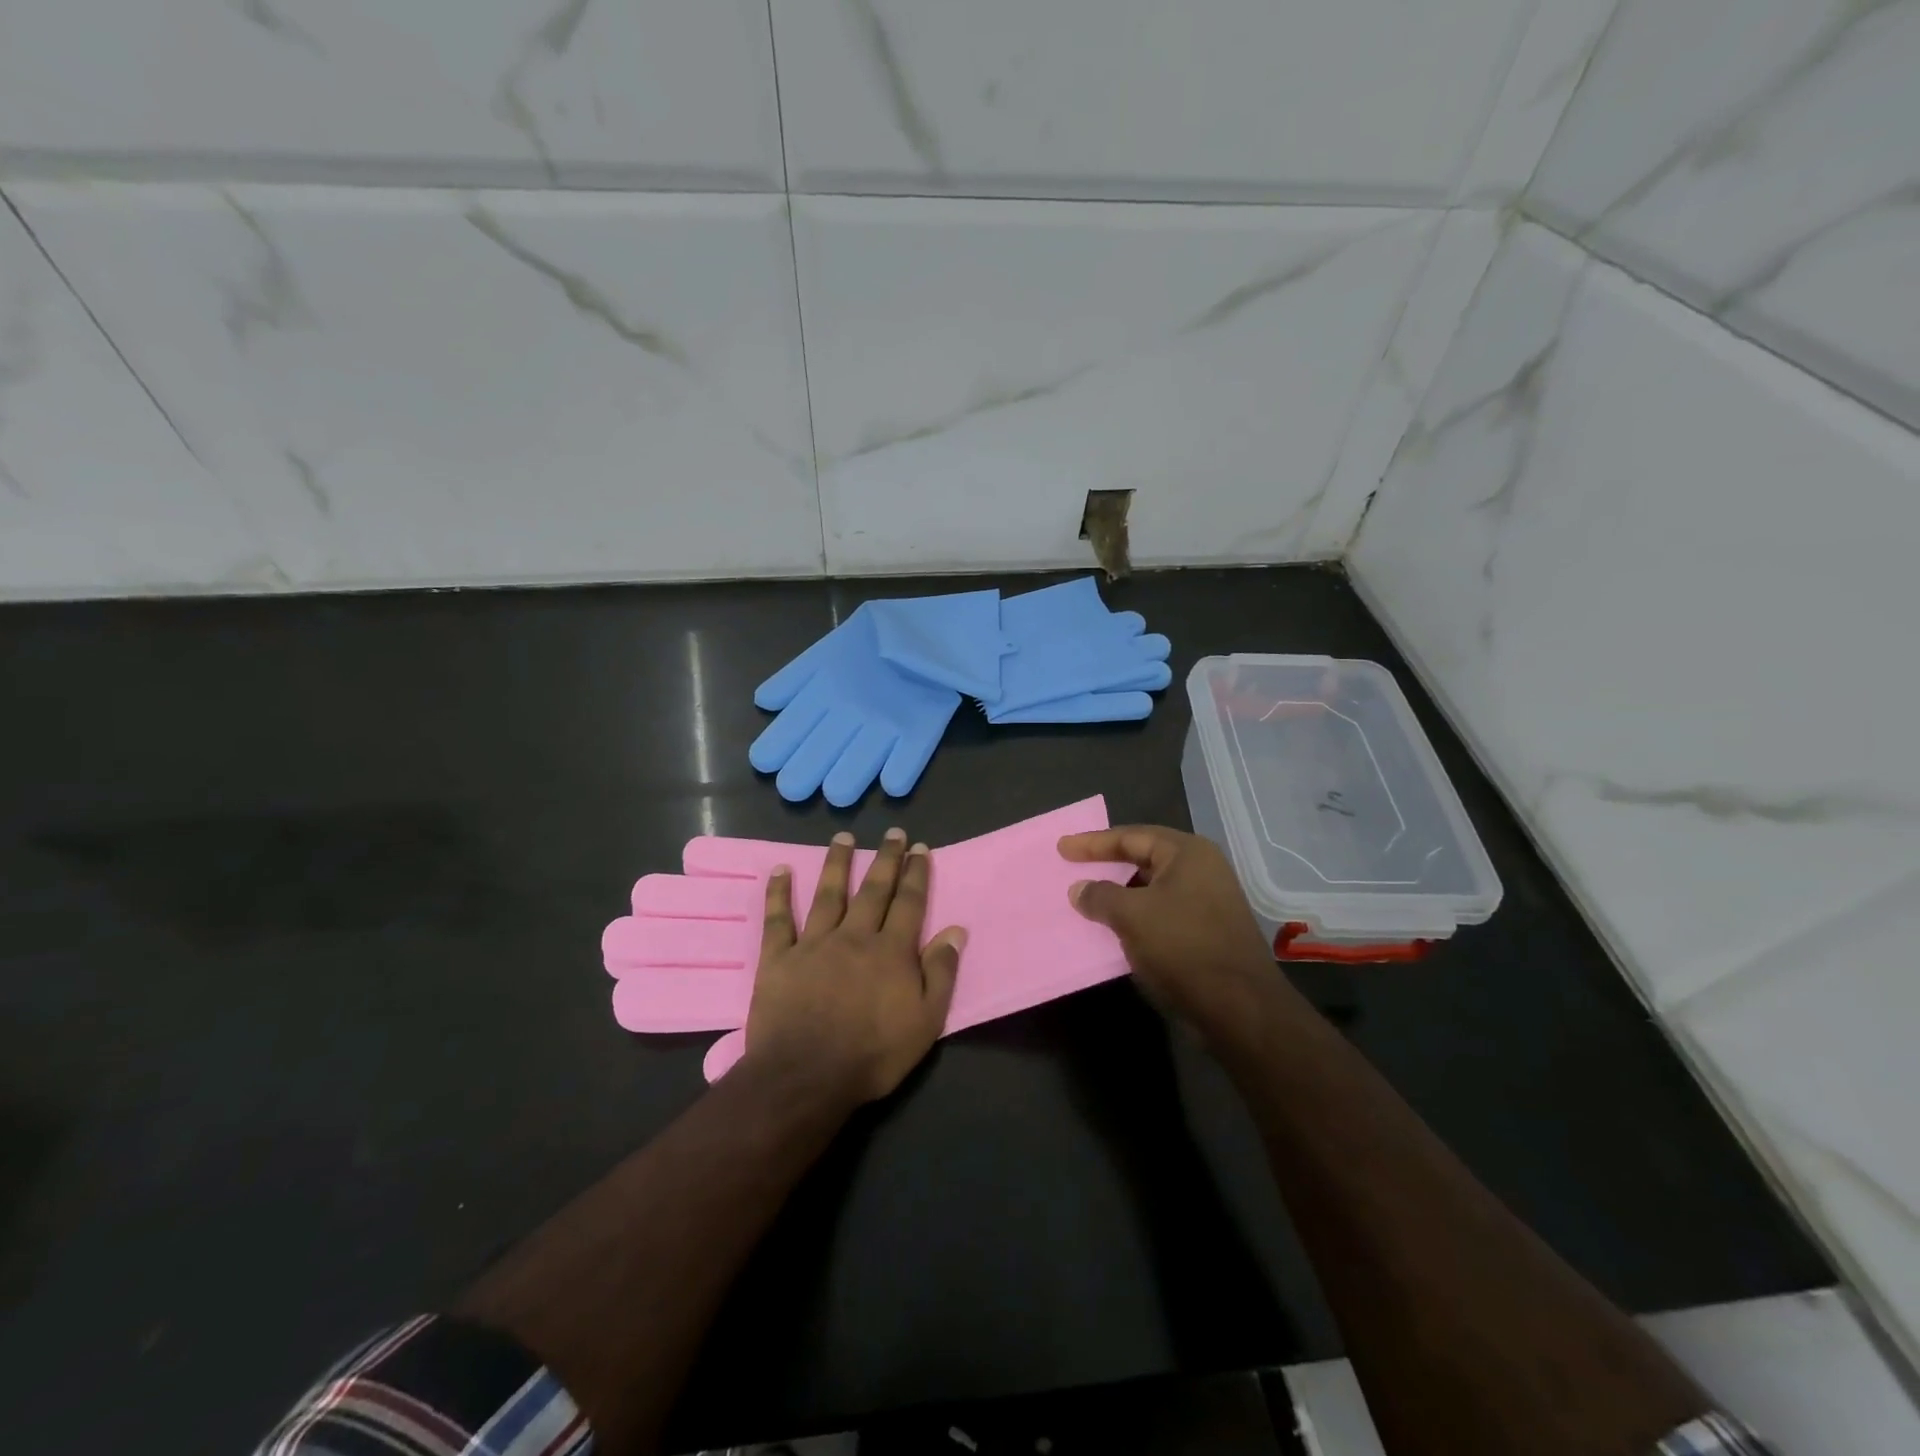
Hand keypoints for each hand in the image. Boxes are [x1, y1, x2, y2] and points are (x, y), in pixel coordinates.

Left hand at [742, 828, 965, 1106]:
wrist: (806, 1077)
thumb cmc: (872, 1055)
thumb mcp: (925, 1022)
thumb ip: (940, 973)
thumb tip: (955, 930)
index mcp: (891, 951)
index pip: (908, 903)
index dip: (916, 873)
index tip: (920, 848)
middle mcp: (854, 936)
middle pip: (873, 890)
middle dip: (885, 859)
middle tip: (893, 834)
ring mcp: (814, 943)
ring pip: (828, 893)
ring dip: (837, 863)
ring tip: (843, 838)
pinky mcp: (779, 958)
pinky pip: (778, 919)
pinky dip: (779, 893)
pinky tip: (781, 870)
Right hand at [1059, 824, 1280, 1027]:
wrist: (1240, 1007)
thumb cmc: (1183, 947)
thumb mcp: (1132, 916)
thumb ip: (1100, 896)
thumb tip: (1079, 889)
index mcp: (1187, 853)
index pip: (1131, 836)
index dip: (1093, 842)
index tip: (1062, 848)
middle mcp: (1202, 869)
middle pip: (1144, 857)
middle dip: (1108, 864)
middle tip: (1075, 867)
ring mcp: (1208, 900)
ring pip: (1153, 888)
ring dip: (1121, 893)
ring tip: (1090, 899)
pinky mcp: (1208, 930)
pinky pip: (1162, 911)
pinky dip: (1136, 915)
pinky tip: (1116, 927)